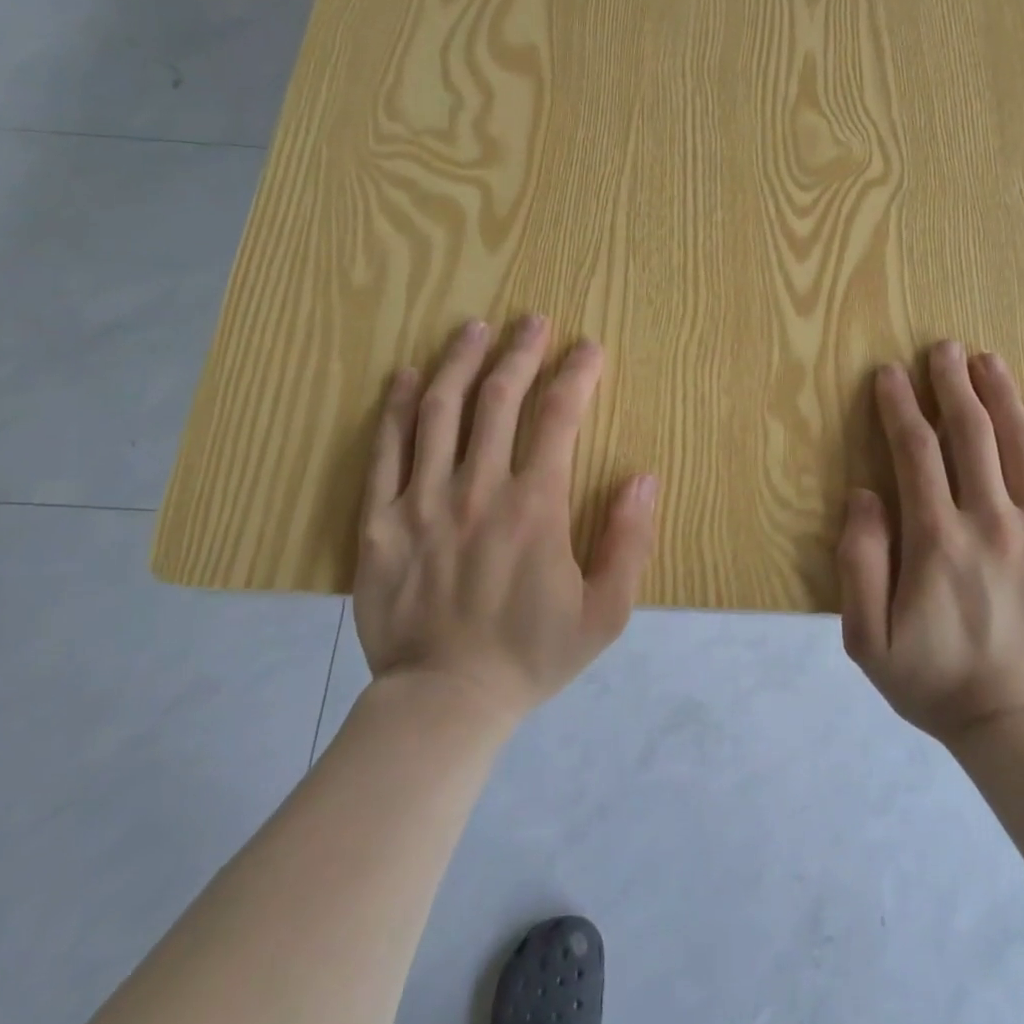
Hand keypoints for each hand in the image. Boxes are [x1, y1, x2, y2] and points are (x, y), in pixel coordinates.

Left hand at [353, 317, 658, 727]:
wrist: (444, 702)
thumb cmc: (531, 656)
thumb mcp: (605, 613)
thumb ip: (630, 542)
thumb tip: (643, 475)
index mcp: (535, 506)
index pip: (559, 417)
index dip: (577, 374)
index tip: (588, 348)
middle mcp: (479, 488)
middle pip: (499, 398)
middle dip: (521, 351)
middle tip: (532, 320)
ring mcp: (423, 500)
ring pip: (440, 410)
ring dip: (460, 361)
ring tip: (474, 328)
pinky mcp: (380, 520)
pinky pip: (385, 449)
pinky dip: (394, 406)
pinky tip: (405, 375)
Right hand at [837, 341, 1023, 744]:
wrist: (1021, 727)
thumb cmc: (933, 680)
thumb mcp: (867, 637)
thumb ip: (859, 561)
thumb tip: (864, 494)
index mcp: (938, 541)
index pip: (915, 451)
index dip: (899, 405)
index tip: (889, 373)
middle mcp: (993, 524)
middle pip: (972, 435)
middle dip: (953, 384)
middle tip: (944, 348)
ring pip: (1022, 446)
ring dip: (1001, 397)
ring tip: (987, 361)